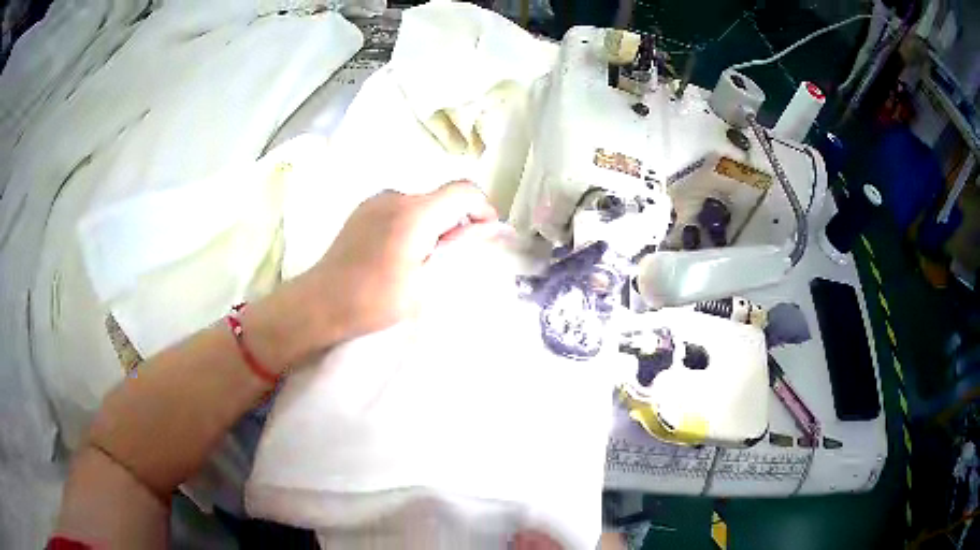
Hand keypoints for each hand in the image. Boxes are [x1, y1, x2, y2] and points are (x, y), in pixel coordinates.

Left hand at [296, 181, 503, 346]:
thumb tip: (487, 228)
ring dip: (434, 225)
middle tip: (453, 259)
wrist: (320, 304)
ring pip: (422, 204)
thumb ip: (458, 249)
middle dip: (457, 222)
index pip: (464, 191)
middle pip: (442, 197)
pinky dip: (413, 225)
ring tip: (424, 262)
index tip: (486, 235)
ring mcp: (376, 201)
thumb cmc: (374, 300)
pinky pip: (401, 209)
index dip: (483, 209)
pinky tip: (400, 256)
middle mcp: (396, 196)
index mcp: (415, 213)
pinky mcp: (363, 211)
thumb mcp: (425, 282)